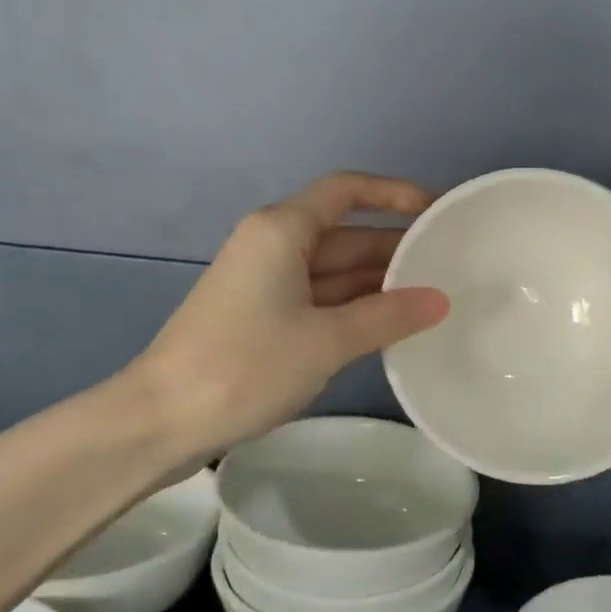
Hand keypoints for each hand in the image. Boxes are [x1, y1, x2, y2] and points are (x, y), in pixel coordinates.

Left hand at [128, 173, 449, 456]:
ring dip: (378, 282)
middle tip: (450, 267)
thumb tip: (440, 300)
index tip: (437, 212)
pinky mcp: (262, 317)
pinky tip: (392, 325)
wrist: (160, 420)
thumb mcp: (326, 340)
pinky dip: (355, 308)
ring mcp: (266, 283)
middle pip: (345, 233)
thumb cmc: (243, 366)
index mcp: (283, 230)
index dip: (394, 193)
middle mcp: (274, 245)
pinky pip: (320, 299)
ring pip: (335, 270)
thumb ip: (387, 315)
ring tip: (434, 298)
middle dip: (395, 248)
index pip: (347, 190)